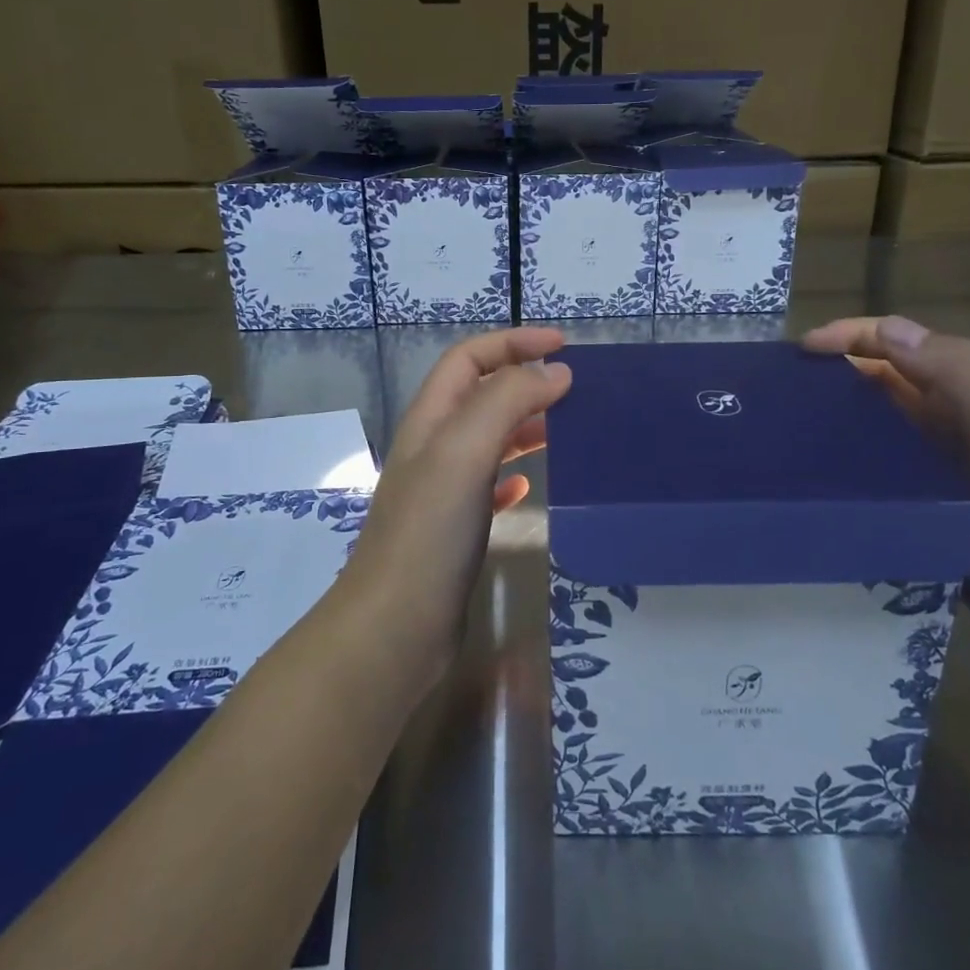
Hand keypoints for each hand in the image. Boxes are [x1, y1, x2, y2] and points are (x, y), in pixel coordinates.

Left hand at [339, 328, 572, 689]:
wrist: (395, 627)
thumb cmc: (429, 532)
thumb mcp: (464, 451)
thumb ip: (506, 401)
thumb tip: (555, 372)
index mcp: (431, 419)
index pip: (469, 358)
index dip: (513, 342)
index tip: (563, 347)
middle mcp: (434, 447)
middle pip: (480, 394)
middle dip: (524, 379)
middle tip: (574, 388)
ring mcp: (442, 490)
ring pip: (488, 439)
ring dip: (524, 424)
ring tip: (566, 428)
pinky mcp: (455, 529)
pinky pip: (488, 485)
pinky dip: (513, 473)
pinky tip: (530, 485)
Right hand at [802, 316, 969, 677]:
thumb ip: (960, 377)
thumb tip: (886, 330)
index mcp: (966, 398)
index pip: (901, 346)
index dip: (854, 336)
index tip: (803, 350)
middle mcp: (942, 424)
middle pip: (878, 381)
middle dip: (832, 372)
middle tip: (780, 390)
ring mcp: (926, 468)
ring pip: (869, 426)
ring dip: (831, 418)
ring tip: (782, 430)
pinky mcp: (914, 507)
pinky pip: (868, 473)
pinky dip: (839, 465)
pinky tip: (807, 477)